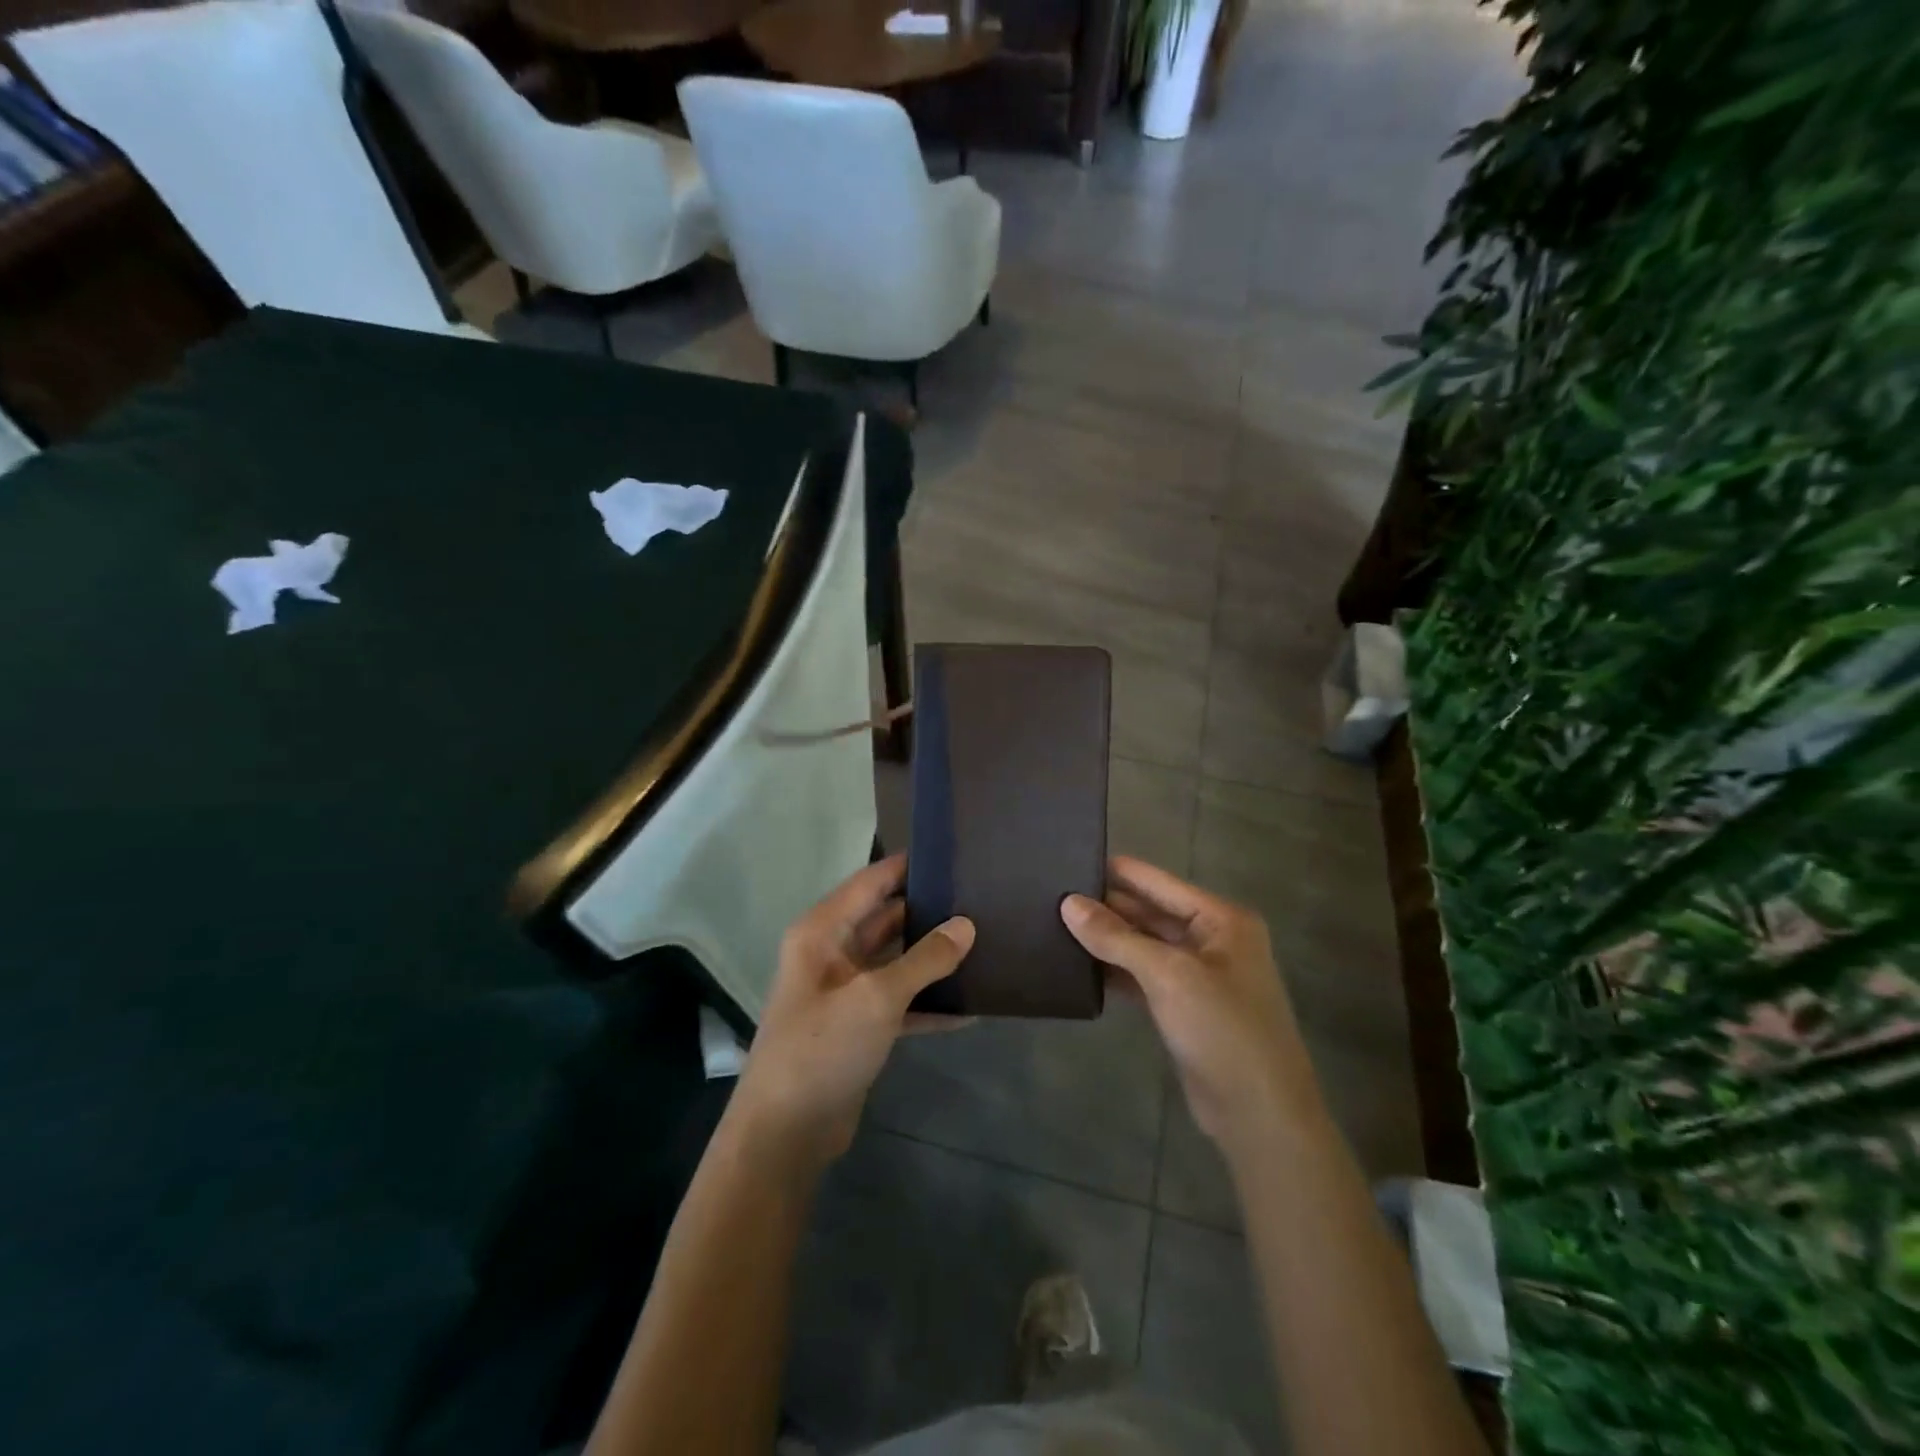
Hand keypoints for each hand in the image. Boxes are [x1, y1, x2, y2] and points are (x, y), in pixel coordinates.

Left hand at [728, 855, 973, 1176]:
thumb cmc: (822, 1048)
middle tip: (980, 899)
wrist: (785, 1134)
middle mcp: (832, 953)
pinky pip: (899, 1001)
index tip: (952, 852)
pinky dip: (928, 1002)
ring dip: (932, 957)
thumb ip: (925, 959)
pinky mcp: (858, 1026)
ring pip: (896, 960)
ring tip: (984, 942)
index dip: (908, 865)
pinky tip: (970, 1006)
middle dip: (928, 911)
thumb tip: (967, 925)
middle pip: (886, 918)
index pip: (871, 882)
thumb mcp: (877, 997)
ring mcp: (845, 991)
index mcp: (823, 931)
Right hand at [1061, 856, 1327, 1169]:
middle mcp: (1212, 940)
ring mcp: (1199, 975)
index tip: (1069, 859)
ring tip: (1054, 924)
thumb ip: (1116, 937)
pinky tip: (1079, 966)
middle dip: (1106, 906)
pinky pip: (1143, 976)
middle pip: (1150, 912)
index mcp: (1221, 919)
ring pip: (1144, 946)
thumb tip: (1068, 903)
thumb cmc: (1222, 1029)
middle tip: (1052, 895)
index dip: (1116, 871)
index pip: (1158, 882)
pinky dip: (1116, 971)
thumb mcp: (1168, 975)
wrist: (1259, 1116)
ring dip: (1107, 940)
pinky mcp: (1184, 1007)